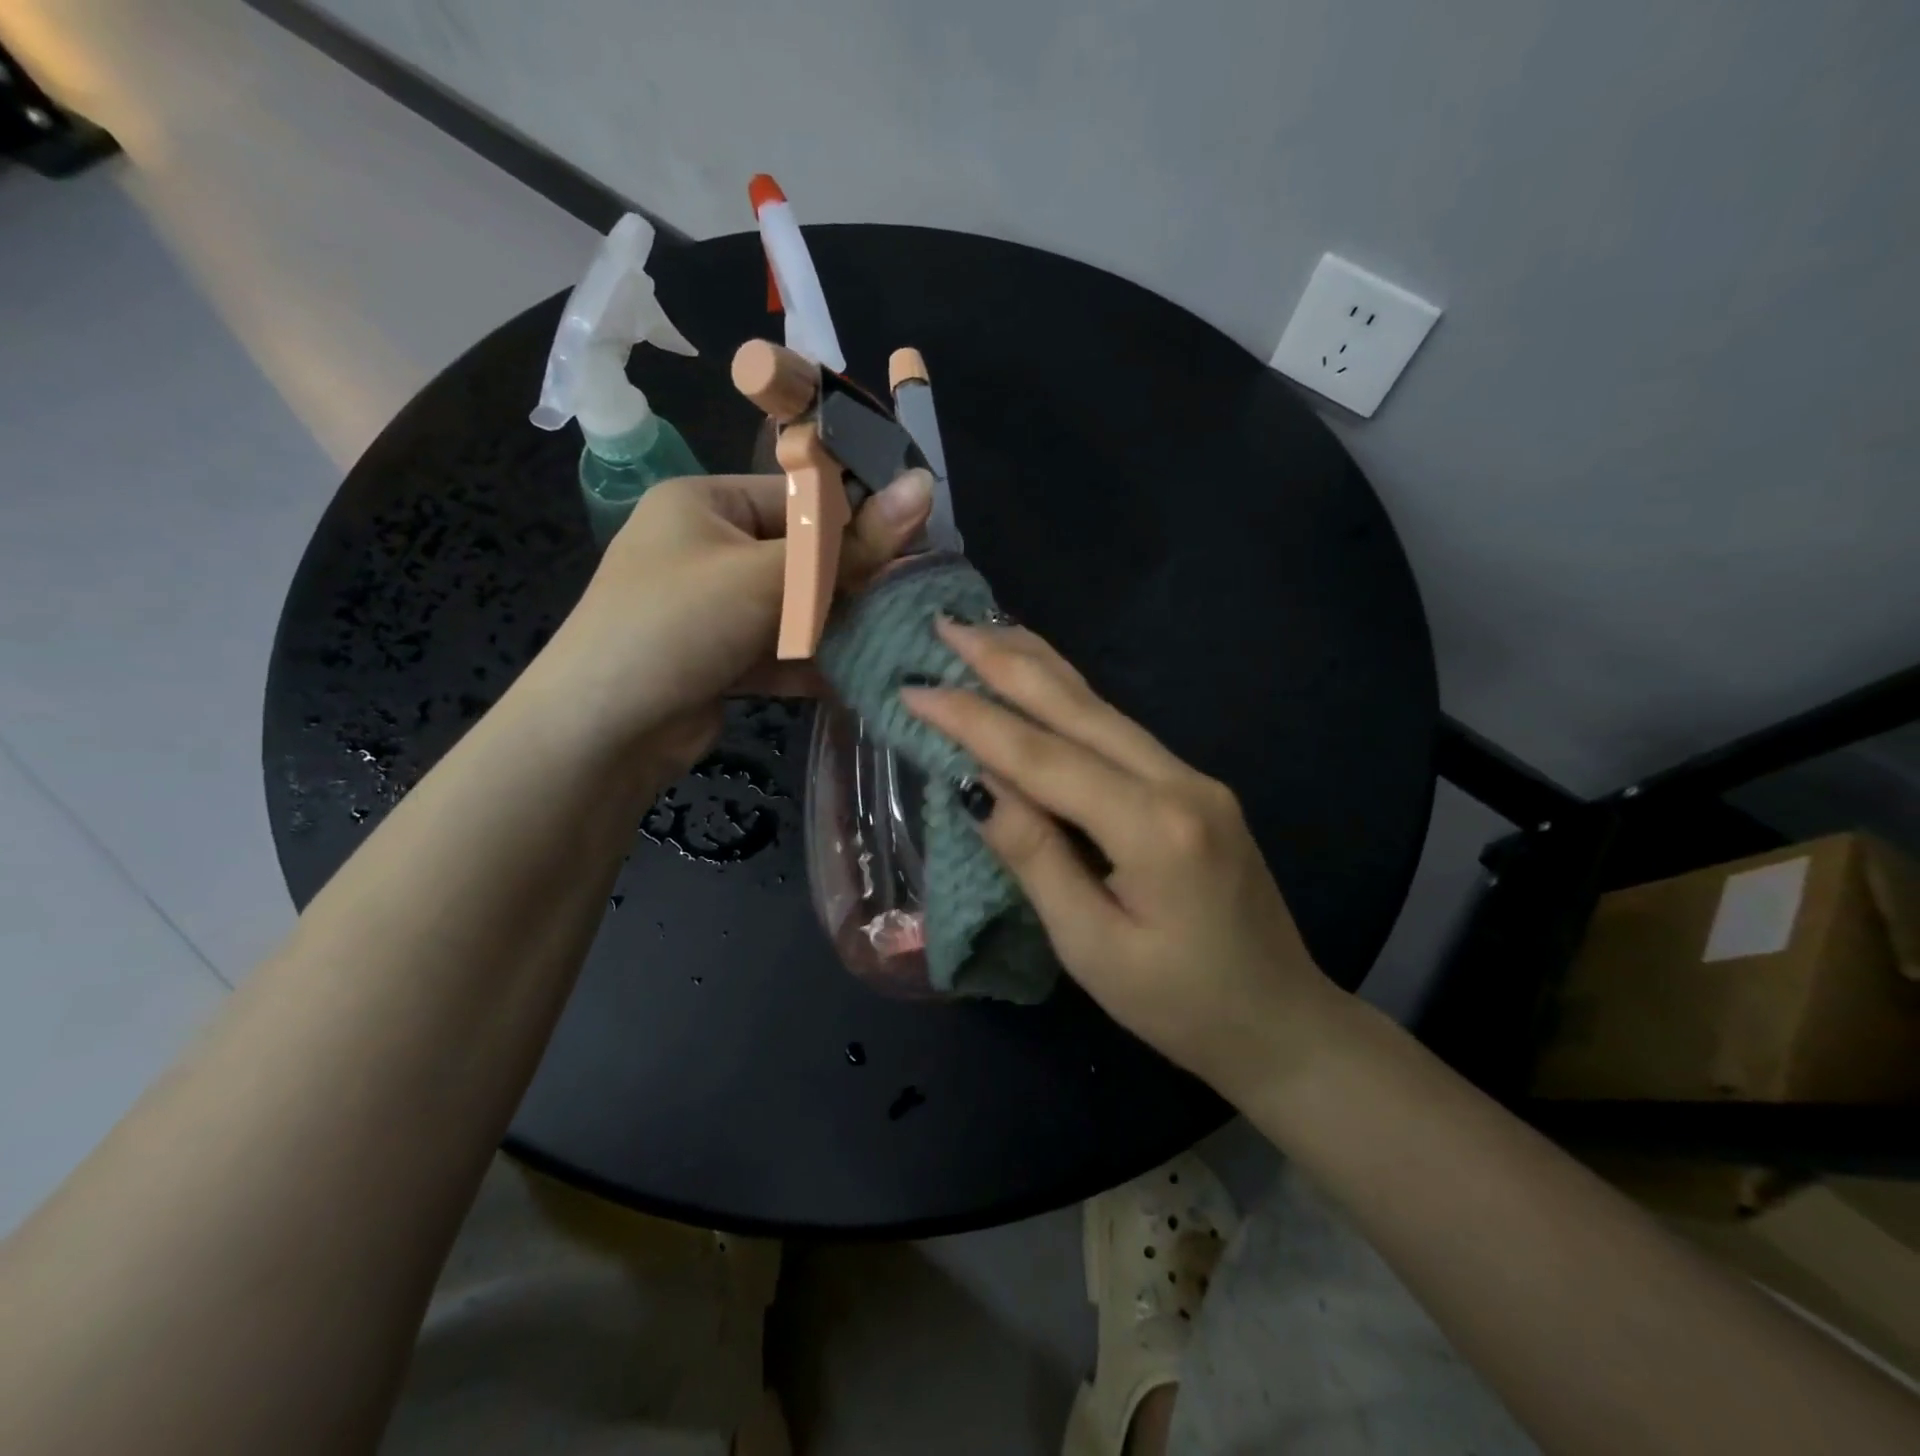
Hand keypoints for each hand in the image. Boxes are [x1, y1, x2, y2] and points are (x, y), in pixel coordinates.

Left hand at [537, 471, 930, 771]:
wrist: (601, 732)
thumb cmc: (679, 624)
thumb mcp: (768, 576)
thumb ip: (849, 543)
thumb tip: (925, 488)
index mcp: (708, 503)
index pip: (801, 498)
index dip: (860, 521)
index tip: (918, 546)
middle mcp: (709, 548)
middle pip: (801, 557)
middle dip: (852, 583)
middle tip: (911, 600)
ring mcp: (714, 608)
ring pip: (794, 609)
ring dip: (838, 628)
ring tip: (896, 640)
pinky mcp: (721, 659)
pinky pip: (779, 651)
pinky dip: (813, 664)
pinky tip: (859, 679)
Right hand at [901, 619, 1344, 1099]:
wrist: (1280, 1021)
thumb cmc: (1179, 1004)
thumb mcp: (1091, 945)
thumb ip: (1035, 856)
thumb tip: (975, 785)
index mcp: (1154, 826)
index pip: (1042, 757)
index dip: (973, 720)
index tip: (914, 688)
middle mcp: (1179, 781)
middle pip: (1078, 708)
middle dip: (1006, 662)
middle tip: (947, 623)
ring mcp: (1193, 778)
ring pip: (1102, 708)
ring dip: (1039, 668)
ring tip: (986, 632)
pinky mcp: (1194, 787)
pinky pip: (1119, 731)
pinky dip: (1069, 700)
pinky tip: (1042, 682)